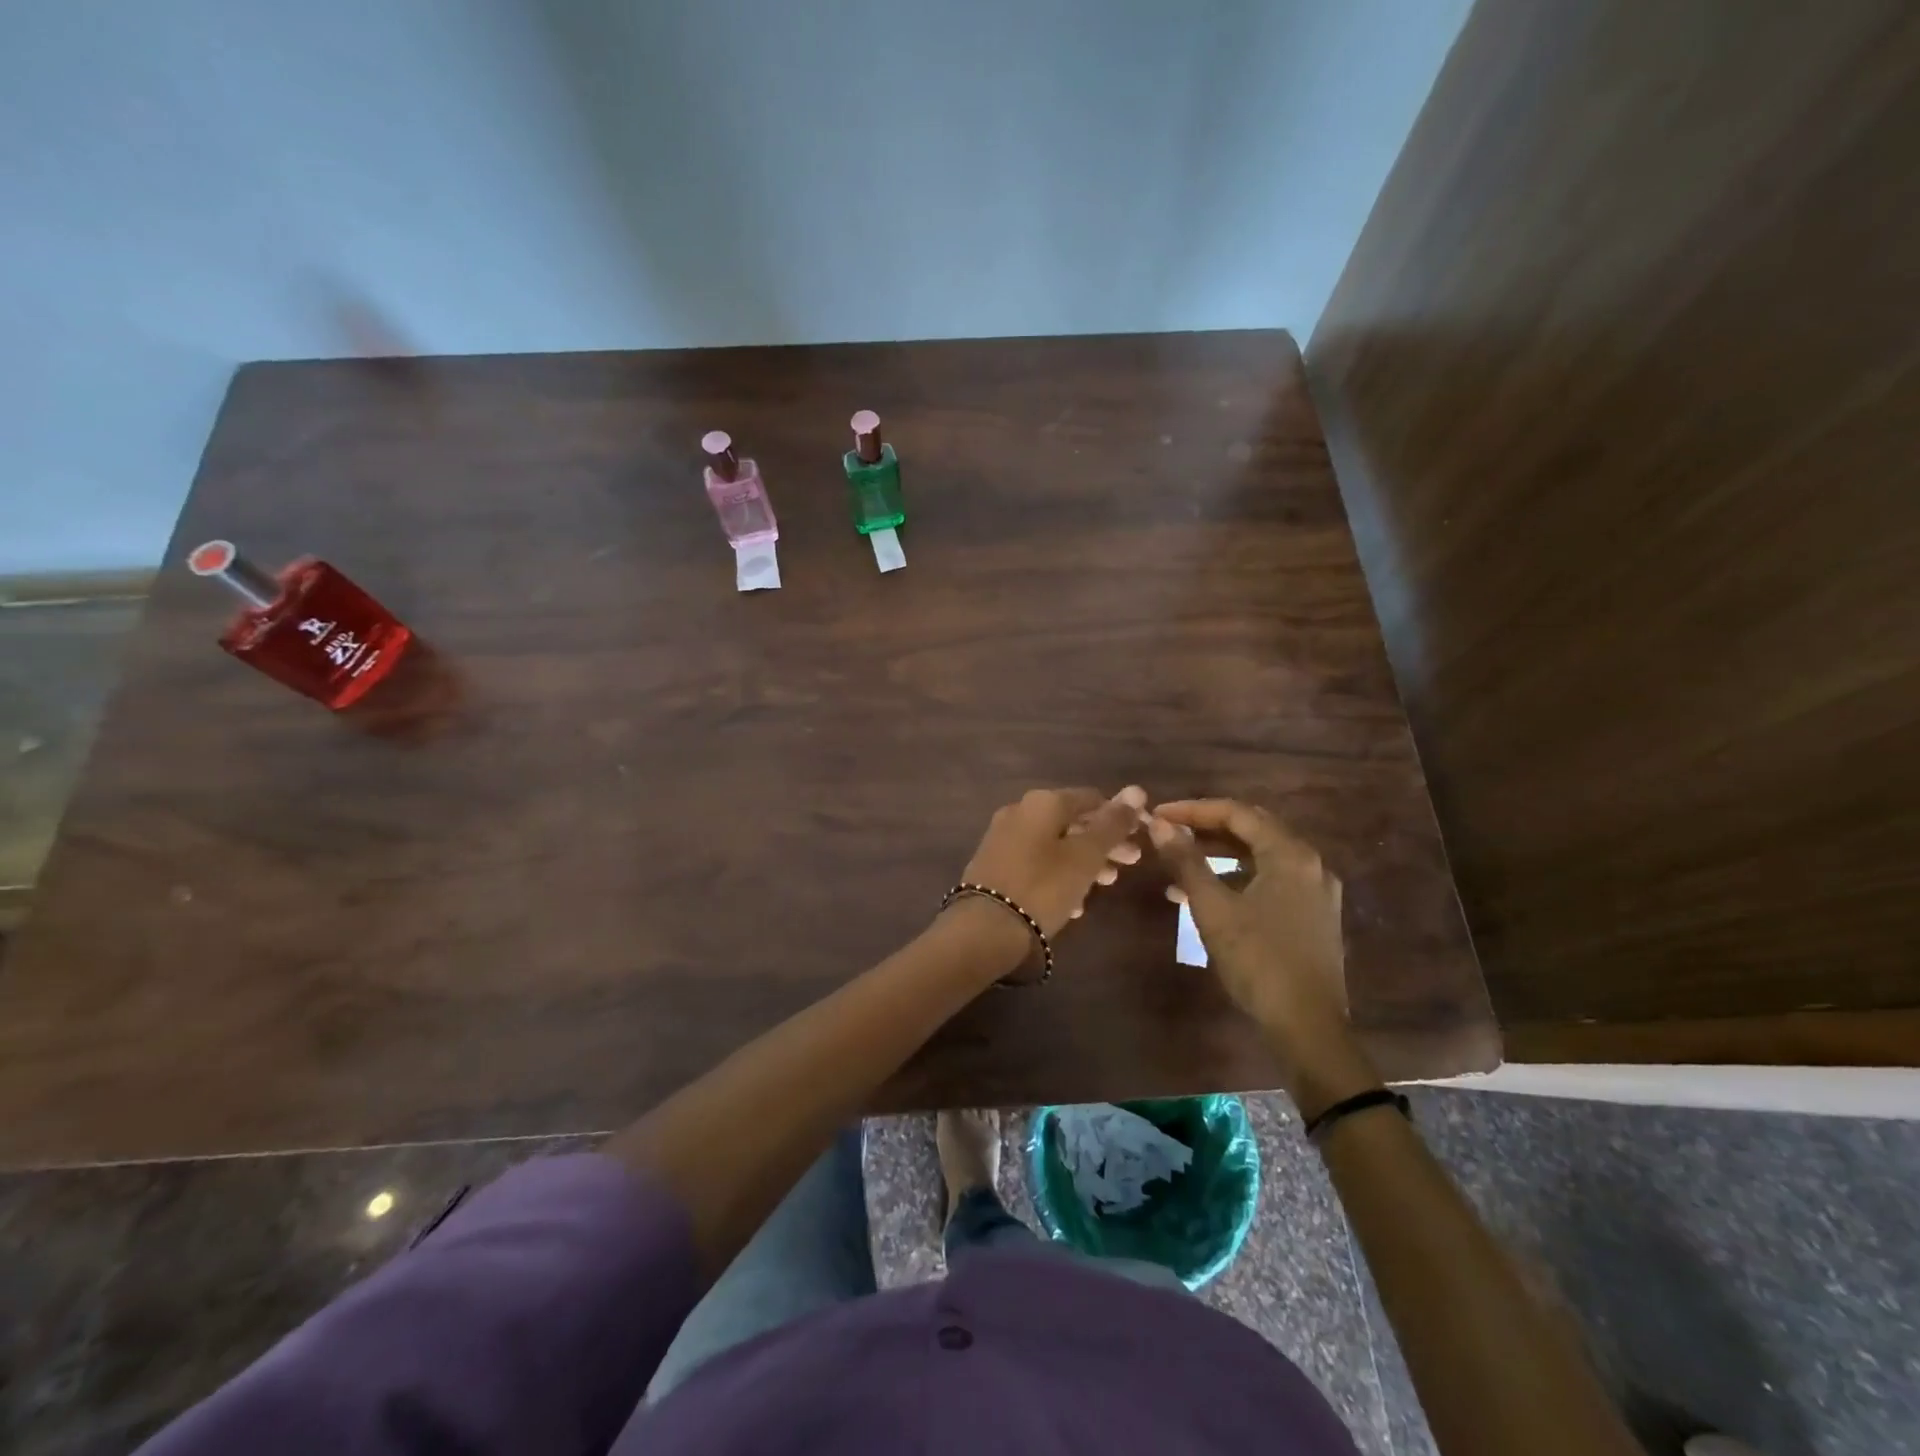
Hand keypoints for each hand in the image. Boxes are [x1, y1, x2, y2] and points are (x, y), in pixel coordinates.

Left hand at [955, 786, 1148, 942]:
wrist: (986, 927)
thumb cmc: (1044, 886)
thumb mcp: (1086, 856)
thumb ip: (1112, 824)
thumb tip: (1136, 790)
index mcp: (1043, 802)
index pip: (1092, 798)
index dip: (1120, 815)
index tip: (1141, 837)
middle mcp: (1020, 812)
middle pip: (1072, 822)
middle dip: (1104, 842)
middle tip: (1130, 863)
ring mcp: (1003, 838)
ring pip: (1055, 844)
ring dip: (1084, 861)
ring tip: (1105, 885)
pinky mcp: (994, 865)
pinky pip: (1036, 863)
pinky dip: (1059, 875)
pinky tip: (1073, 903)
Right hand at [1148, 799, 1348, 1055]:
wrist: (1307, 1027)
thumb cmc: (1258, 960)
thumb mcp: (1213, 908)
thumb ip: (1185, 861)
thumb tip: (1159, 825)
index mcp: (1290, 854)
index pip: (1237, 813)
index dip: (1193, 809)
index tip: (1158, 815)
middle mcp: (1309, 864)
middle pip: (1251, 830)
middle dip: (1206, 828)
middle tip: (1168, 832)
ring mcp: (1314, 891)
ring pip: (1259, 857)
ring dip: (1218, 856)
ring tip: (1177, 866)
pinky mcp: (1312, 916)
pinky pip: (1268, 881)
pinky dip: (1235, 879)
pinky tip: (1205, 897)